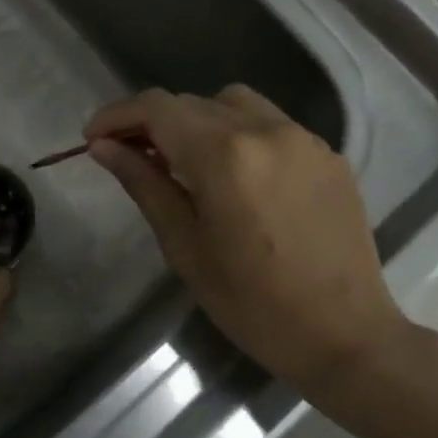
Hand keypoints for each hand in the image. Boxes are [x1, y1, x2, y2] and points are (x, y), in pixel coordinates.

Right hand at [85, 86, 407, 392]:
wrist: (344, 335)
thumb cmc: (252, 303)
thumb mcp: (185, 247)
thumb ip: (145, 185)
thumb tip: (104, 147)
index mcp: (225, 155)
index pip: (158, 108)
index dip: (118, 115)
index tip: (93, 138)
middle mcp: (266, 130)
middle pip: (193, 103)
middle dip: (153, 122)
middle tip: (130, 156)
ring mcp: (305, 139)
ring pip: (235, 104)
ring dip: (199, 121)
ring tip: (185, 162)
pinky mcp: (329, 156)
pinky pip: (272, 125)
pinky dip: (240, 135)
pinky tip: (237, 177)